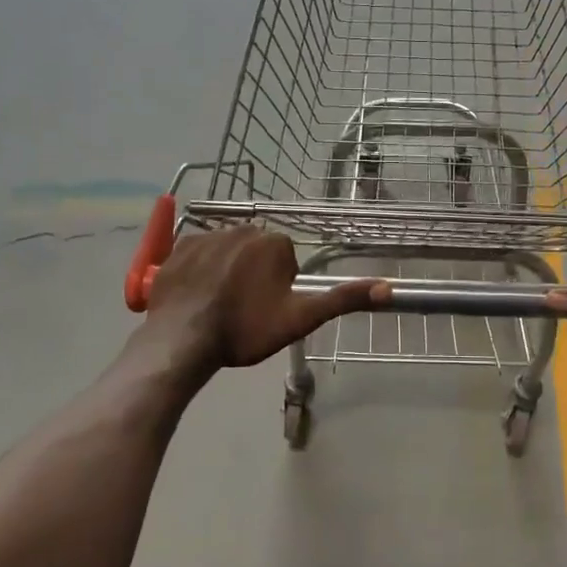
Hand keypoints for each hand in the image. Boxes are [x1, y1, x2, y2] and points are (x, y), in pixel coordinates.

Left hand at [142, 227, 388, 370]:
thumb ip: (342, 300)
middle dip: (254, 276)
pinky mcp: (178, 247)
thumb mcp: (301, 318)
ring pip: (228, 252)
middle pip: (257, 253)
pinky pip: (198, 253)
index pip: (285, 261)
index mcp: (274, 242)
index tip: (266, 311)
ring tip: (218, 306)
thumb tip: (388, 288)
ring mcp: (207, 235)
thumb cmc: (246, 330)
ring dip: (228, 272)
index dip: (279, 288)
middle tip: (244, 311)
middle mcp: (242, 228)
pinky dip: (201, 270)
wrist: (184, 338)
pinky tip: (197, 296)